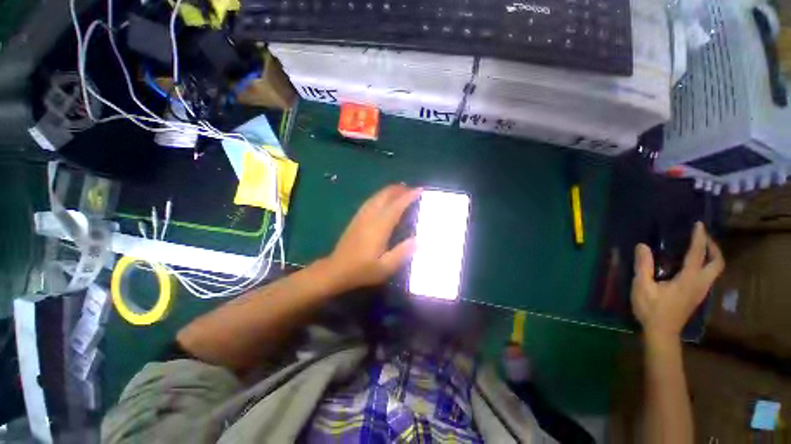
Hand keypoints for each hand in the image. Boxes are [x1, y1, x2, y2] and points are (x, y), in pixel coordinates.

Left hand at [324, 184, 420, 291]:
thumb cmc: (362, 270)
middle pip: (384, 196)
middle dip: (398, 190)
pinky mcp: (355, 219)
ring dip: (389, 191)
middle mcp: (370, 217)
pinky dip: (379, 196)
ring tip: (400, 190)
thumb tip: (418, 240)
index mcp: (379, 227)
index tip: (419, 190)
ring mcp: (361, 217)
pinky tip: (383, 200)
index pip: (396, 206)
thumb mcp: (385, 267)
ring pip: (376, 197)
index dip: (408, 197)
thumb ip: (402, 253)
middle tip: (412, 189)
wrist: (335, 270)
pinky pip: (369, 202)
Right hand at [631, 222, 724, 341]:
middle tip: (703, 237)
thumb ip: (643, 266)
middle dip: (713, 247)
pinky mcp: (697, 295)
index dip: (699, 238)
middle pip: (717, 263)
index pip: (697, 255)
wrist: (662, 332)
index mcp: (689, 280)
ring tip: (699, 247)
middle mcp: (700, 284)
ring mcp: (701, 291)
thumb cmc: (652, 309)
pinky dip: (706, 264)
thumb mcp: (642, 287)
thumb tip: (642, 246)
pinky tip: (693, 264)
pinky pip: (708, 275)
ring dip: (711, 255)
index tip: (699, 225)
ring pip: (716, 270)